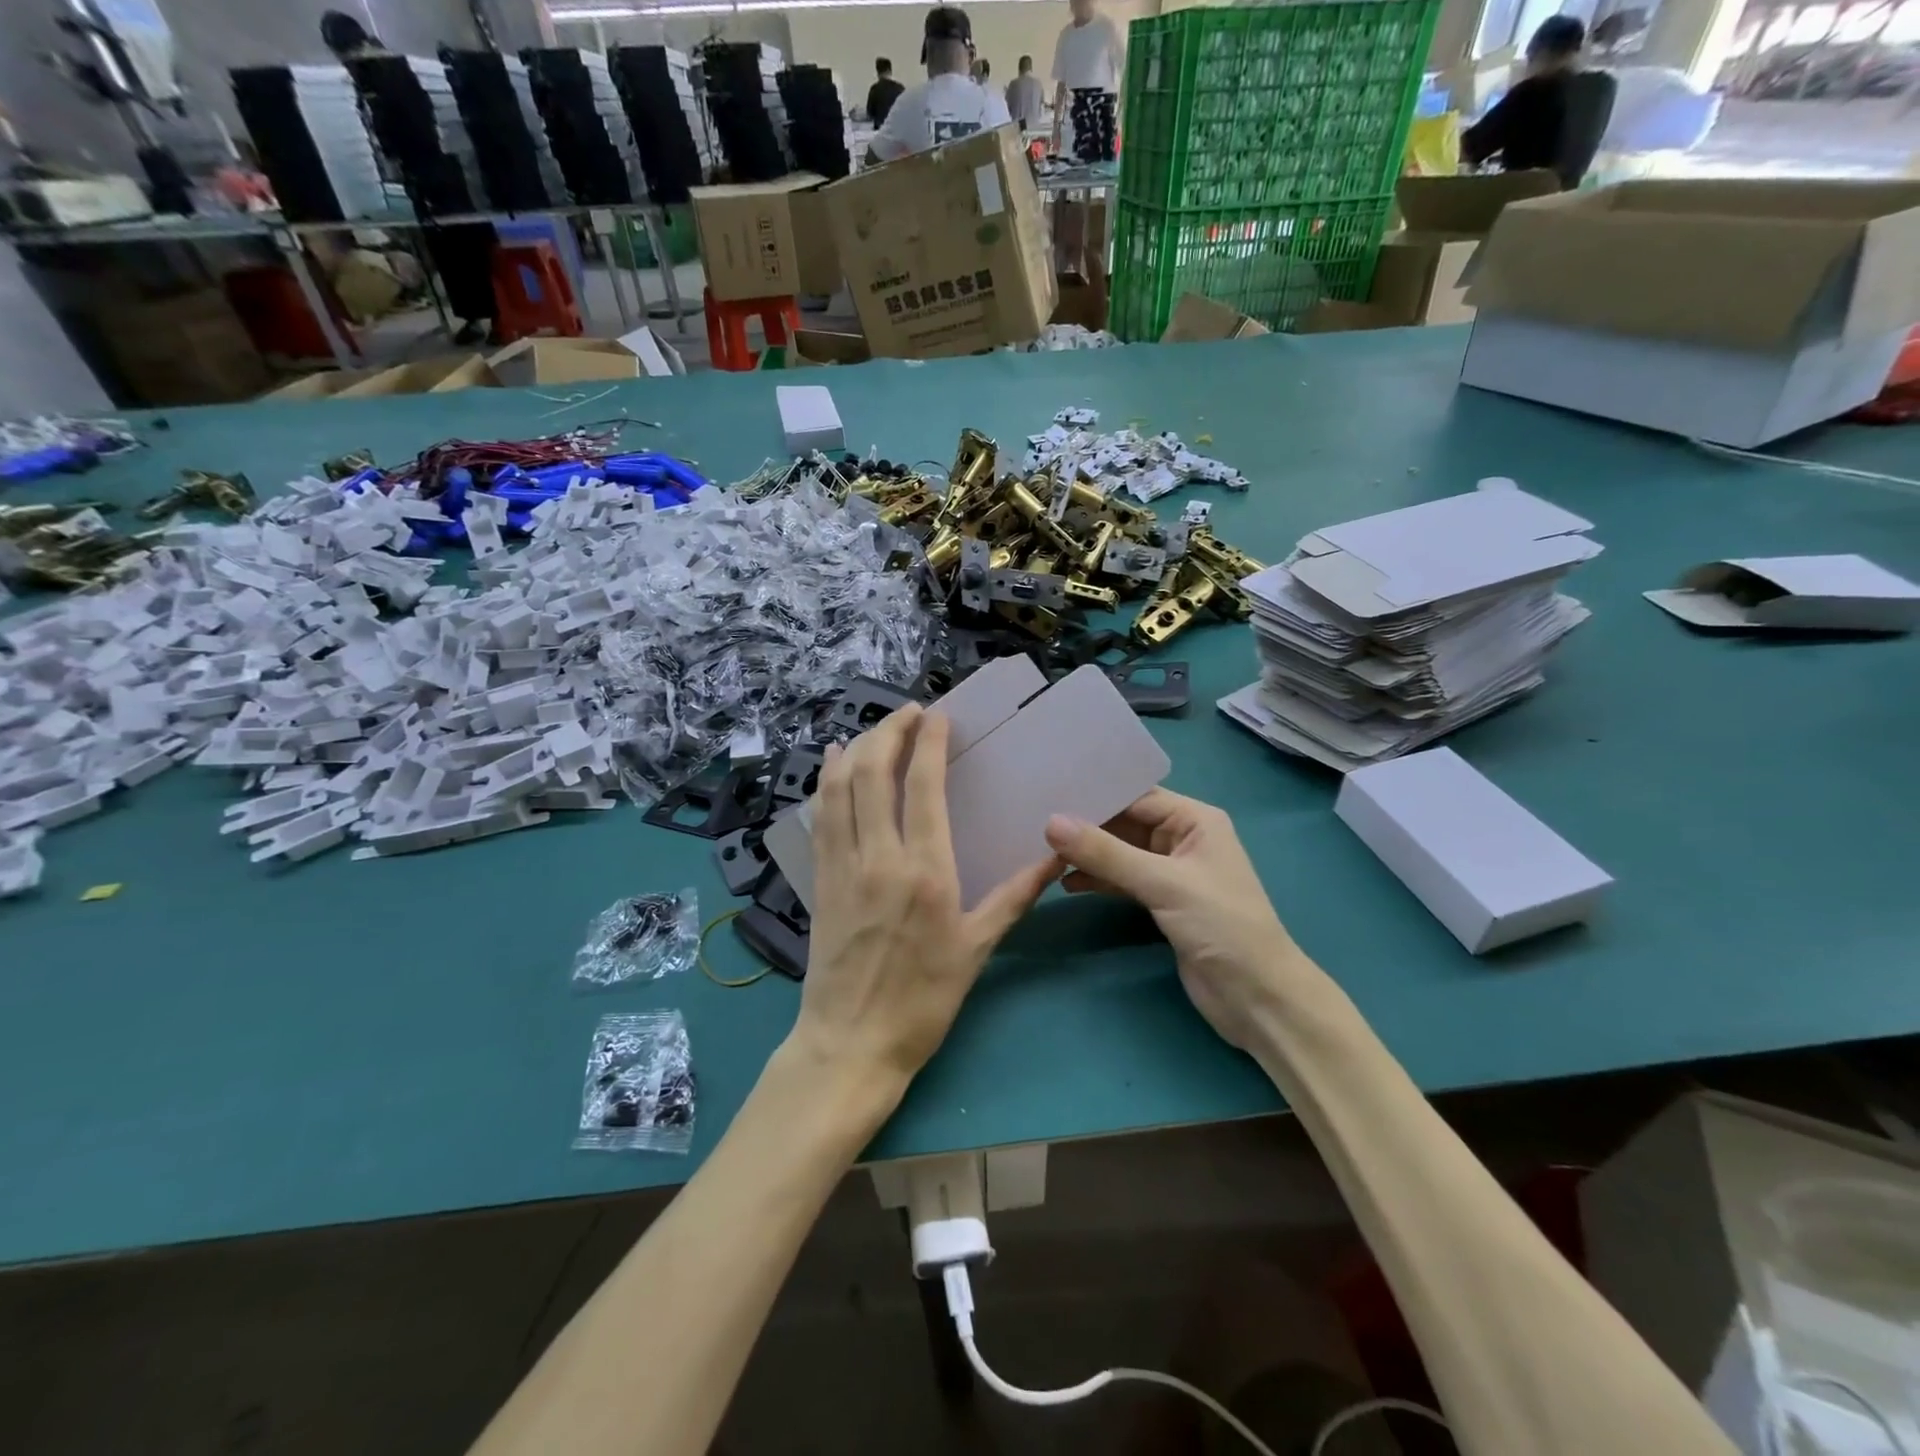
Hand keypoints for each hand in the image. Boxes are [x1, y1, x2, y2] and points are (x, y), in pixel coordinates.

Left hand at [789, 705, 1059, 1093]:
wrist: (850, 1043)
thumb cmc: (923, 1000)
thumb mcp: (978, 949)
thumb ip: (1015, 896)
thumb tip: (1055, 856)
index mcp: (925, 871)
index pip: (923, 786)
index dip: (928, 742)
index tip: (938, 716)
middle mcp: (879, 857)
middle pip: (873, 773)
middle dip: (889, 731)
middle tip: (910, 712)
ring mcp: (842, 866)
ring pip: (840, 787)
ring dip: (856, 748)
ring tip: (876, 728)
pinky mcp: (819, 879)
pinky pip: (820, 816)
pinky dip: (827, 781)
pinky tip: (833, 764)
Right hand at [1044, 790, 1312, 1051]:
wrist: (1257, 997)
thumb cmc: (1221, 927)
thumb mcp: (1163, 884)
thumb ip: (1106, 853)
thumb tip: (1051, 822)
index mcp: (1196, 820)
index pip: (1136, 797)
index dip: (1095, 795)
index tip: (1048, 792)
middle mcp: (1183, 838)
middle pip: (1125, 822)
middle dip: (1085, 824)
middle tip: (1035, 820)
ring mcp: (1171, 871)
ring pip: (1120, 852)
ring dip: (1087, 854)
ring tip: (1043, 852)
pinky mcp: (1161, 901)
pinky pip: (1121, 879)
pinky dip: (1097, 879)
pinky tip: (1066, 882)